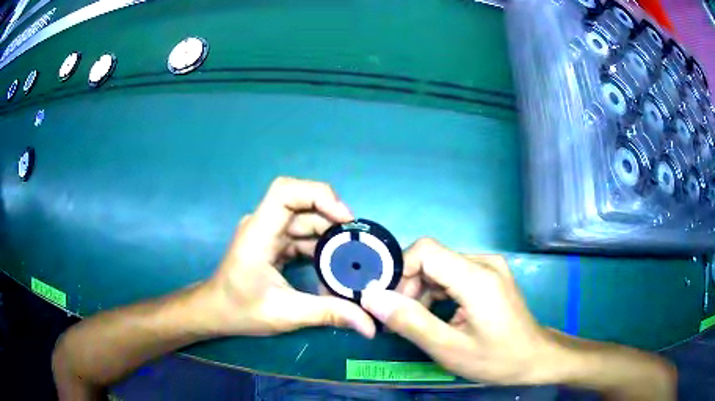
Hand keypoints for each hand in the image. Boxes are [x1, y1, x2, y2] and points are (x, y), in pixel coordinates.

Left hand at [201, 177, 375, 337]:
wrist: (216, 312)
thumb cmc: (240, 311)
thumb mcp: (285, 314)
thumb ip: (328, 313)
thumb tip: (369, 324)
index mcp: (258, 233)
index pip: (285, 192)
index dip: (318, 195)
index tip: (345, 219)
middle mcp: (264, 225)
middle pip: (303, 204)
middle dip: (333, 219)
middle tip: (359, 242)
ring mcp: (269, 233)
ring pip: (306, 221)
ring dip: (330, 235)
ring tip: (354, 255)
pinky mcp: (275, 243)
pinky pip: (303, 236)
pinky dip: (321, 247)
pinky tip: (336, 265)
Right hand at [361, 238, 556, 383]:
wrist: (535, 358)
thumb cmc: (496, 358)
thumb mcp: (449, 348)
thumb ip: (410, 322)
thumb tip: (372, 297)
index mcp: (477, 277)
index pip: (425, 250)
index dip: (399, 270)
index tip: (388, 302)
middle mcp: (483, 262)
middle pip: (432, 259)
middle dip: (408, 286)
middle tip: (398, 320)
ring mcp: (489, 267)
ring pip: (440, 267)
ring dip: (421, 291)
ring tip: (415, 322)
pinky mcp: (489, 275)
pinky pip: (453, 274)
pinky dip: (437, 292)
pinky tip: (435, 316)